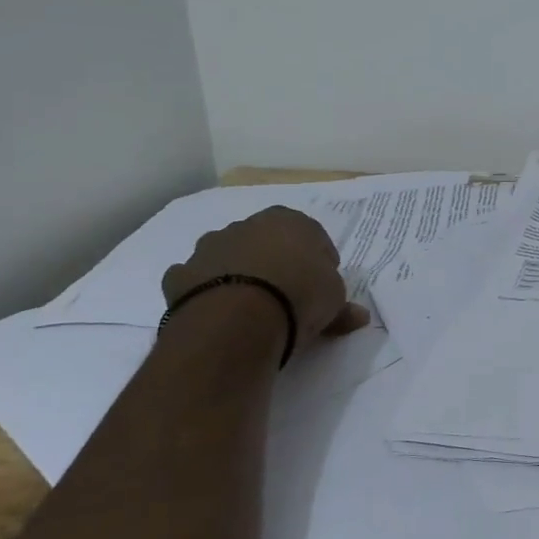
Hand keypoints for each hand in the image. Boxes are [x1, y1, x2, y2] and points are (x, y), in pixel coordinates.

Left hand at [163, 207, 369, 336]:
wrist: (237, 319)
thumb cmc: (299, 296)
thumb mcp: (334, 300)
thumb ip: (343, 304)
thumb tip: (357, 316)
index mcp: (289, 220)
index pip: (310, 233)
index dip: (318, 259)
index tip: (322, 283)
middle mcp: (246, 225)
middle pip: (265, 241)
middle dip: (275, 261)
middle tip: (287, 293)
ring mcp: (209, 248)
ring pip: (228, 256)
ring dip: (238, 272)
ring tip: (251, 306)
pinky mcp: (180, 275)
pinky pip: (196, 280)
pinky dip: (204, 291)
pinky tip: (218, 313)